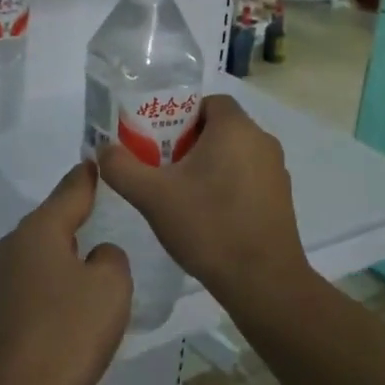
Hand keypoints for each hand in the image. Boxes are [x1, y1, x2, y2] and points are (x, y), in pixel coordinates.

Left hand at [0, 161, 130, 384]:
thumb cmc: (69, 333)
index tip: (105, 159)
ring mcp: (5, 276)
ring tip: (103, 251)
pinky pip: (40, 275)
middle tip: (115, 208)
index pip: (72, 187)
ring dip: (72, 247)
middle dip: (82, 211)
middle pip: (56, 216)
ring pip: (47, 247)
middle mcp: (16, 243)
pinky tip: (80, 295)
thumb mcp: (110, 286)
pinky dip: (61, 275)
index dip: (92, 174)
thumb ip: (111, 257)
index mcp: (40, 228)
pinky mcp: (4, 306)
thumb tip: (96, 256)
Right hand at [96, 94, 313, 313]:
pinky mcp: (281, 198)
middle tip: (161, 167)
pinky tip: (207, 215)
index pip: (207, 102)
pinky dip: (227, 185)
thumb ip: (122, 167)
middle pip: (218, 127)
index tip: (158, 140)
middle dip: (188, 142)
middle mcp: (261, 141)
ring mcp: (276, 171)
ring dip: (207, 165)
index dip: (180, 115)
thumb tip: (103, 150)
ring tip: (180, 193)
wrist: (263, 282)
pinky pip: (248, 177)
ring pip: (233, 154)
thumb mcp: (152, 196)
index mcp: (235, 128)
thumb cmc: (209, 226)